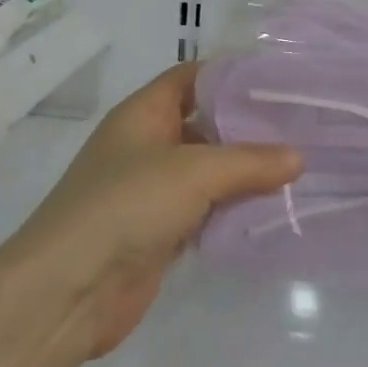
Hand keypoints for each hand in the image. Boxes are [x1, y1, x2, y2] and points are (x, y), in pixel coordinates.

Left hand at [21, 62, 301, 357]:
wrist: (67, 292)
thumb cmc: (126, 206)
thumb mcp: (194, 172)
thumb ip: (250, 162)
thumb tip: (299, 158)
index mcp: (143, 114)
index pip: (191, 77)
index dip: (230, 74)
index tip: (278, 79)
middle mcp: (146, 145)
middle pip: (204, 124)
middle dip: (247, 126)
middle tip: (300, 125)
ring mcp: (151, 191)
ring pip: (208, 171)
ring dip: (244, 172)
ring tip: (298, 166)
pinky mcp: (159, 232)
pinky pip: (204, 211)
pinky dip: (233, 209)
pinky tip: (271, 209)